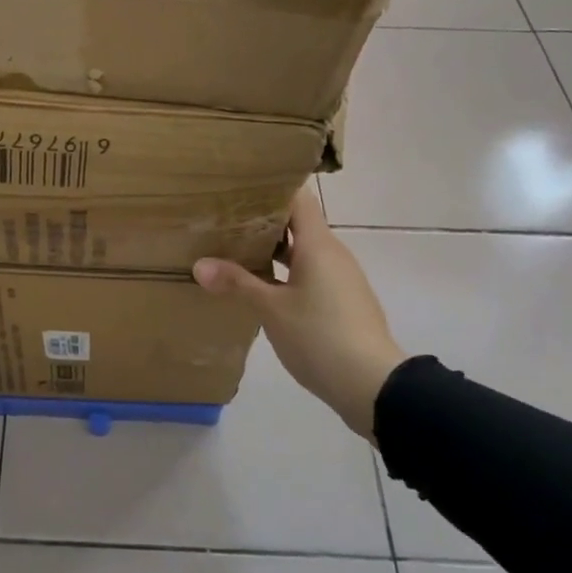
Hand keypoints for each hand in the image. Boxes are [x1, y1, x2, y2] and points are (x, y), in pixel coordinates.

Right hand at [193, 187, 404, 441]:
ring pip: (301, 252)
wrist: (372, 385)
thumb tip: (199, 264)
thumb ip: (237, 283)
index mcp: (318, 244)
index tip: (238, 187)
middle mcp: (331, 254)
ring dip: (271, 250)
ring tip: (232, 250)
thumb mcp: (271, 309)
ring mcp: (339, 278)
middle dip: (262, 221)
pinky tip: (258, 286)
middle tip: (223, 219)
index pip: (297, 198)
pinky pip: (308, 274)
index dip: (270, 188)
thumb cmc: (320, 336)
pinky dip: (283, 273)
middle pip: (297, 224)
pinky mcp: (340, 302)